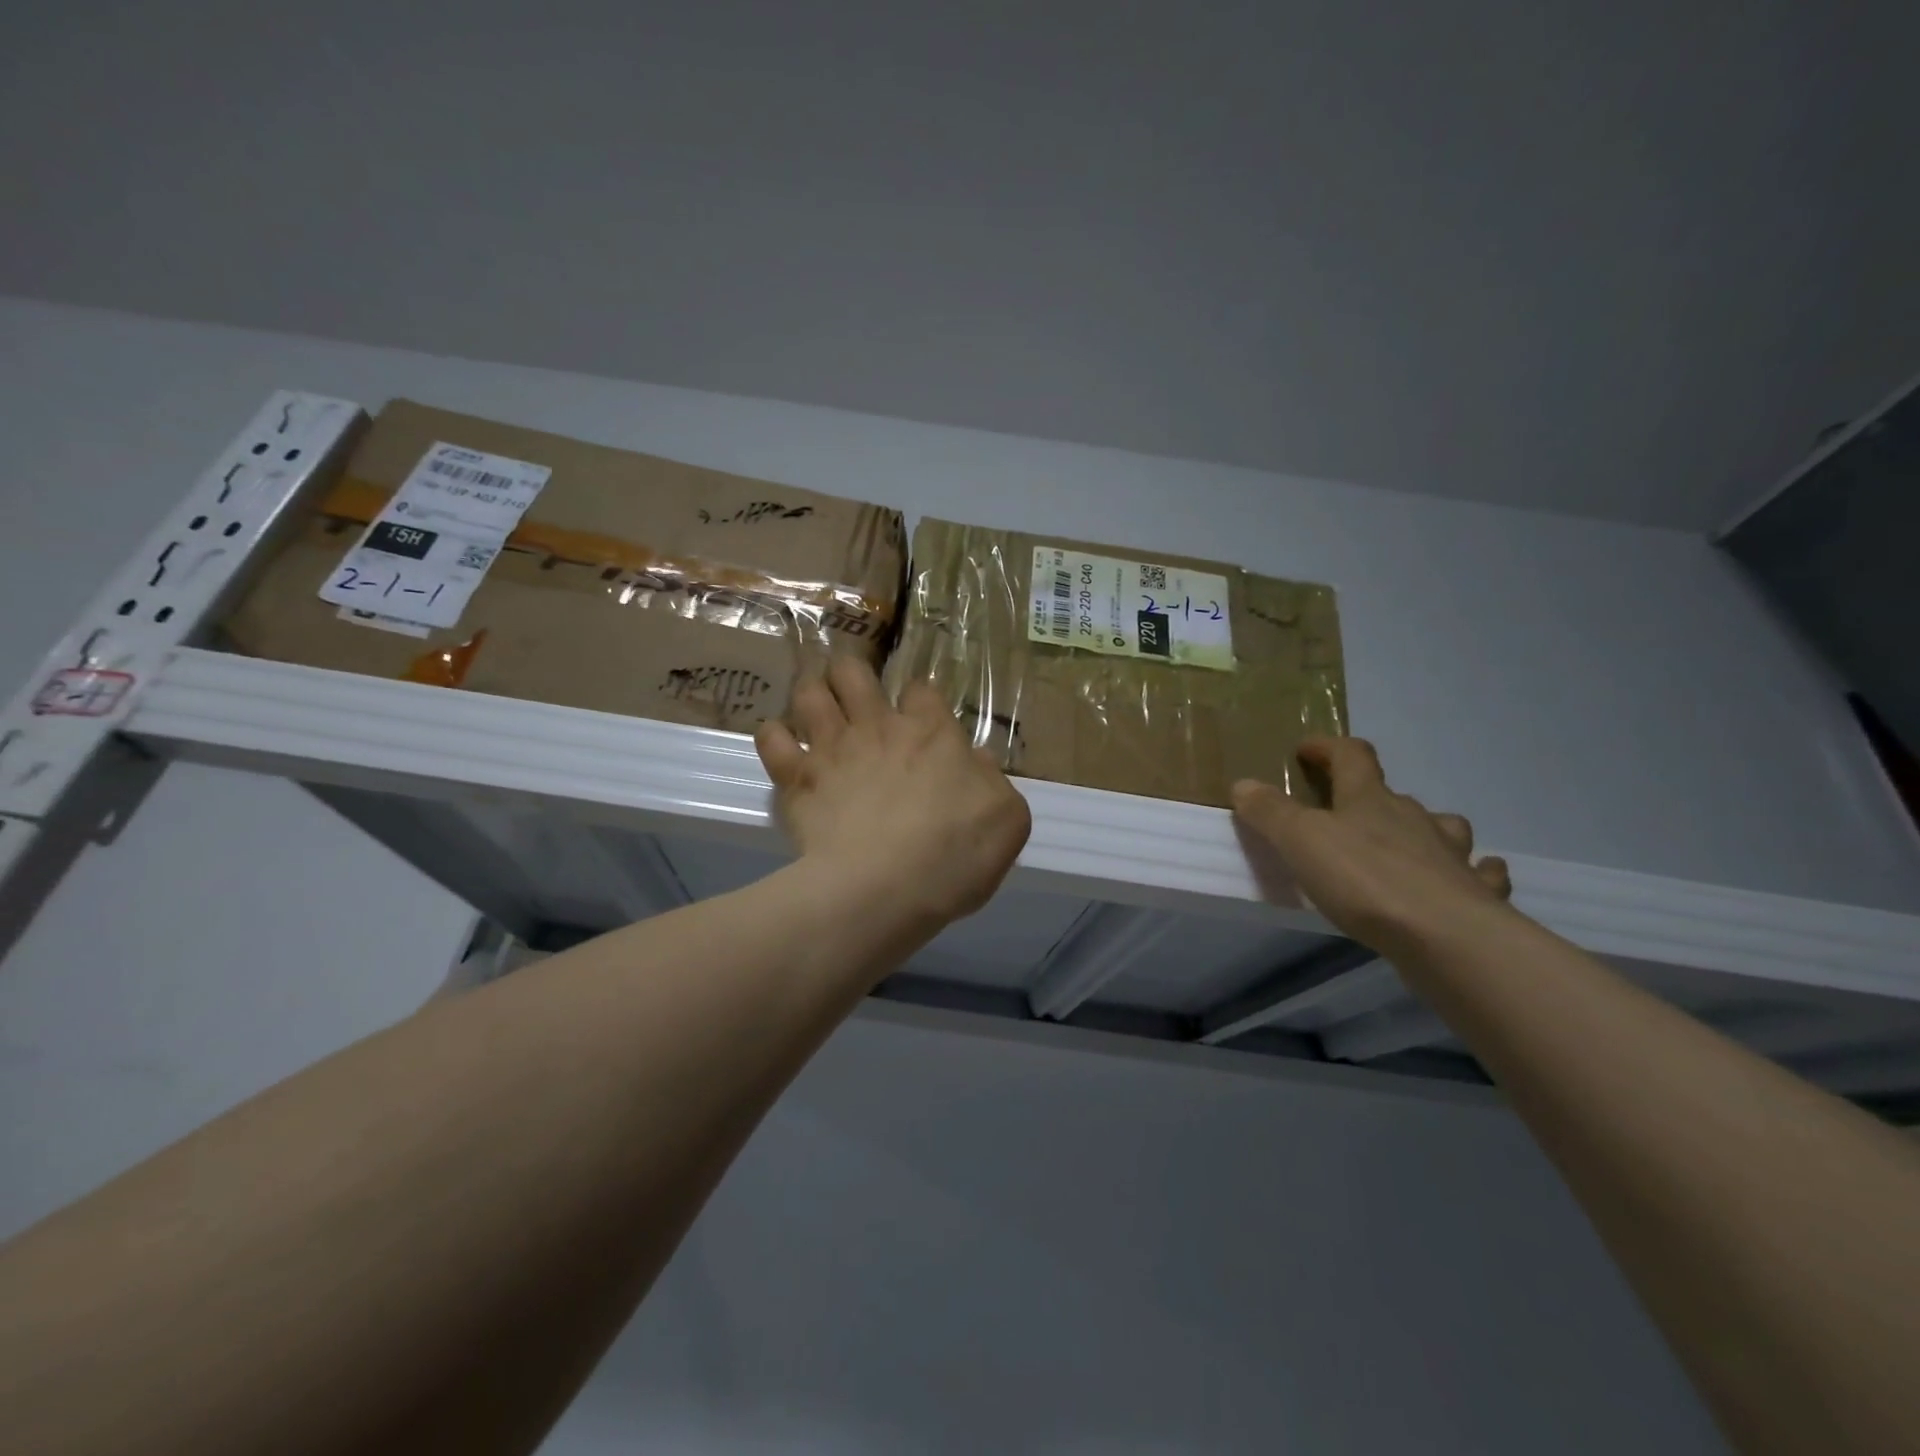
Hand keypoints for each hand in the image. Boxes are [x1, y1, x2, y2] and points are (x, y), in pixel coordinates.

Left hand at [754, 658, 1032, 930]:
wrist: (882, 889)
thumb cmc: (954, 855)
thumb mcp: (1007, 819)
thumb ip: (992, 781)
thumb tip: (977, 759)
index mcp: (932, 732)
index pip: (922, 690)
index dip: (920, 697)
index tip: (919, 715)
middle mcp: (878, 727)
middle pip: (853, 671)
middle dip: (850, 672)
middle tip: (852, 691)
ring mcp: (832, 749)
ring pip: (809, 692)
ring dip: (811, 692)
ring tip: (814, 706)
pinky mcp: (797, 779)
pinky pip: (772, 739)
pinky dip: (774, 737)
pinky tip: (782, 746)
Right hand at [1231, 739, 1512, 955]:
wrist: (1445, 936)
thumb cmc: (1364, 879)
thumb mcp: (1300, 841)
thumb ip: (1270, 812)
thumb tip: (1243, 784)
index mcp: (1369, 800)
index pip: (1351, 756)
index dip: (1328, 748)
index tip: (1306, 750)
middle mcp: (1413, 818)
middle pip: (1393, 794)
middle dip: (1371, 797)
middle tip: (1348, 814)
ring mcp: (1451, 855)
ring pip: (1443, 828)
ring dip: (1427, 830)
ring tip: (1411, 845)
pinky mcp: (1476, 894)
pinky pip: (1481, 874)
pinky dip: (1475, 873)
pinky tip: (1470, 880)